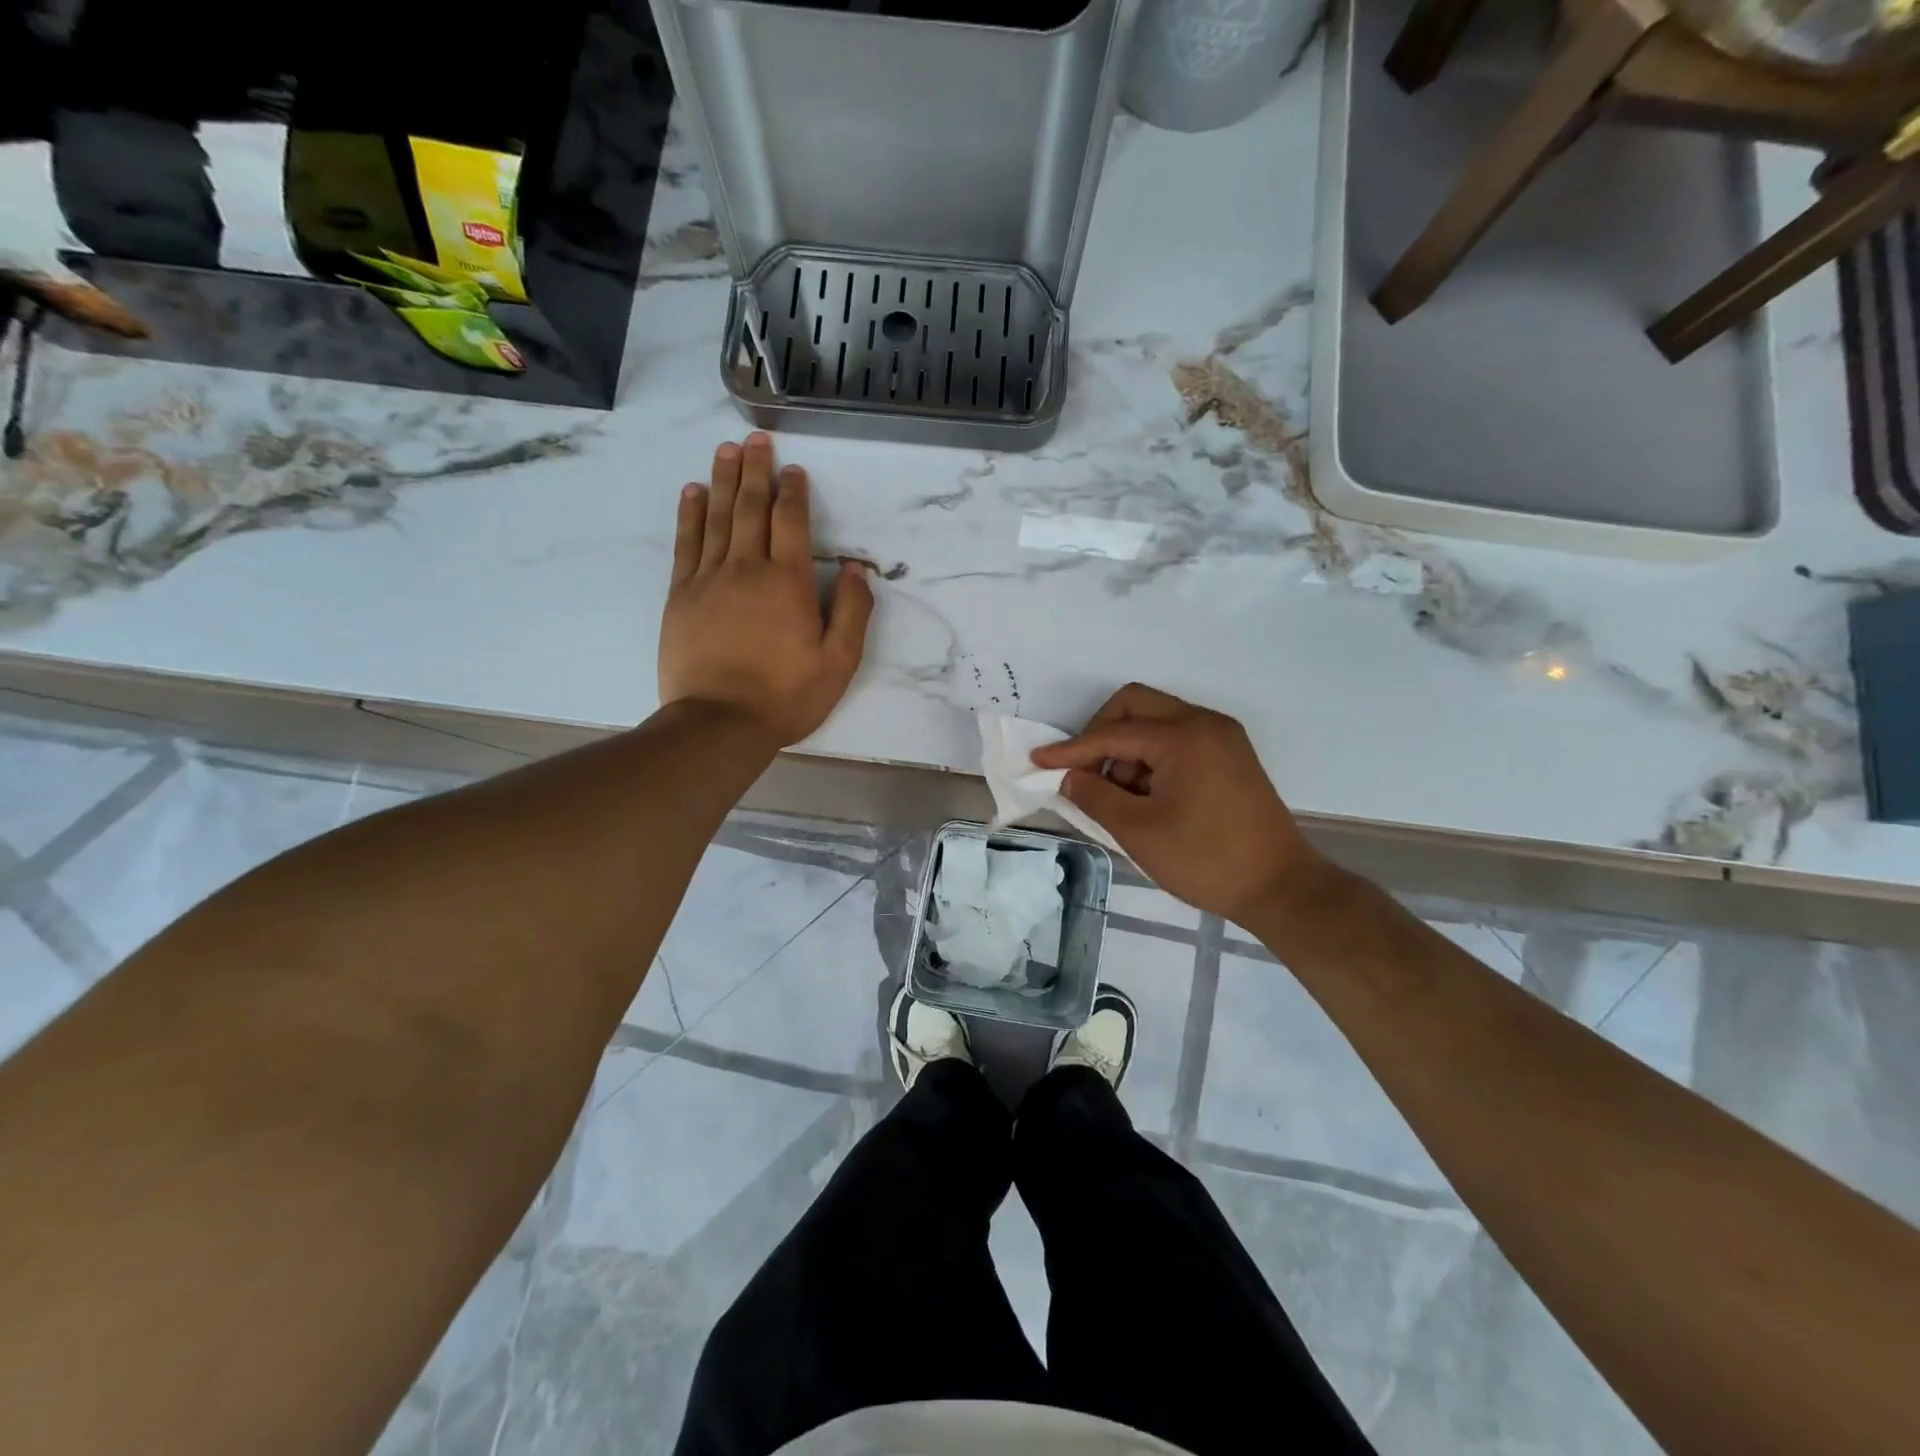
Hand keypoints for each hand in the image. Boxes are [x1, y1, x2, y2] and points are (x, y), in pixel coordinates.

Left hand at [659, 434, 873, 746]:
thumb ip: (852, 612)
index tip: (794, 470)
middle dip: (756, 471)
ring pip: (718, 517)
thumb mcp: (838, 663)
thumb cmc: (786, 696)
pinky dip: (690, 514)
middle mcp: (747, 568)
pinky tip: (693, 492)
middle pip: (751, 507)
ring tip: (726, 451)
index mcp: (788, 582)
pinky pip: (687, 543)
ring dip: (724, 480)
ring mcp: (709, 579)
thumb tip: (854, 569)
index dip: (794, 491)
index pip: (791, 521)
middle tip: (756, 441)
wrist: (719, 724)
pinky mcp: (682, 596)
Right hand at [1030, 684, 1326, 925]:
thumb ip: (1095, 796)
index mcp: (1184, 736)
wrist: (1281, 888)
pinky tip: (1145, 796)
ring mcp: (1222, 738)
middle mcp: (1204, 723)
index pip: (1113, 733)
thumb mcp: (1138, 831)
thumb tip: (1070, 777)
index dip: (1071, 749)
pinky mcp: (1230, 756)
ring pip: (1156, 723)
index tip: (1037, 762)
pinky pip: (1177, 741)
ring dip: (1127, 750)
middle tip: (1085, 774)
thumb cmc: (1206, 859)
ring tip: (1119, 797)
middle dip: (1101, 735)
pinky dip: (1151, 760)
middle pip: (1135, 706)